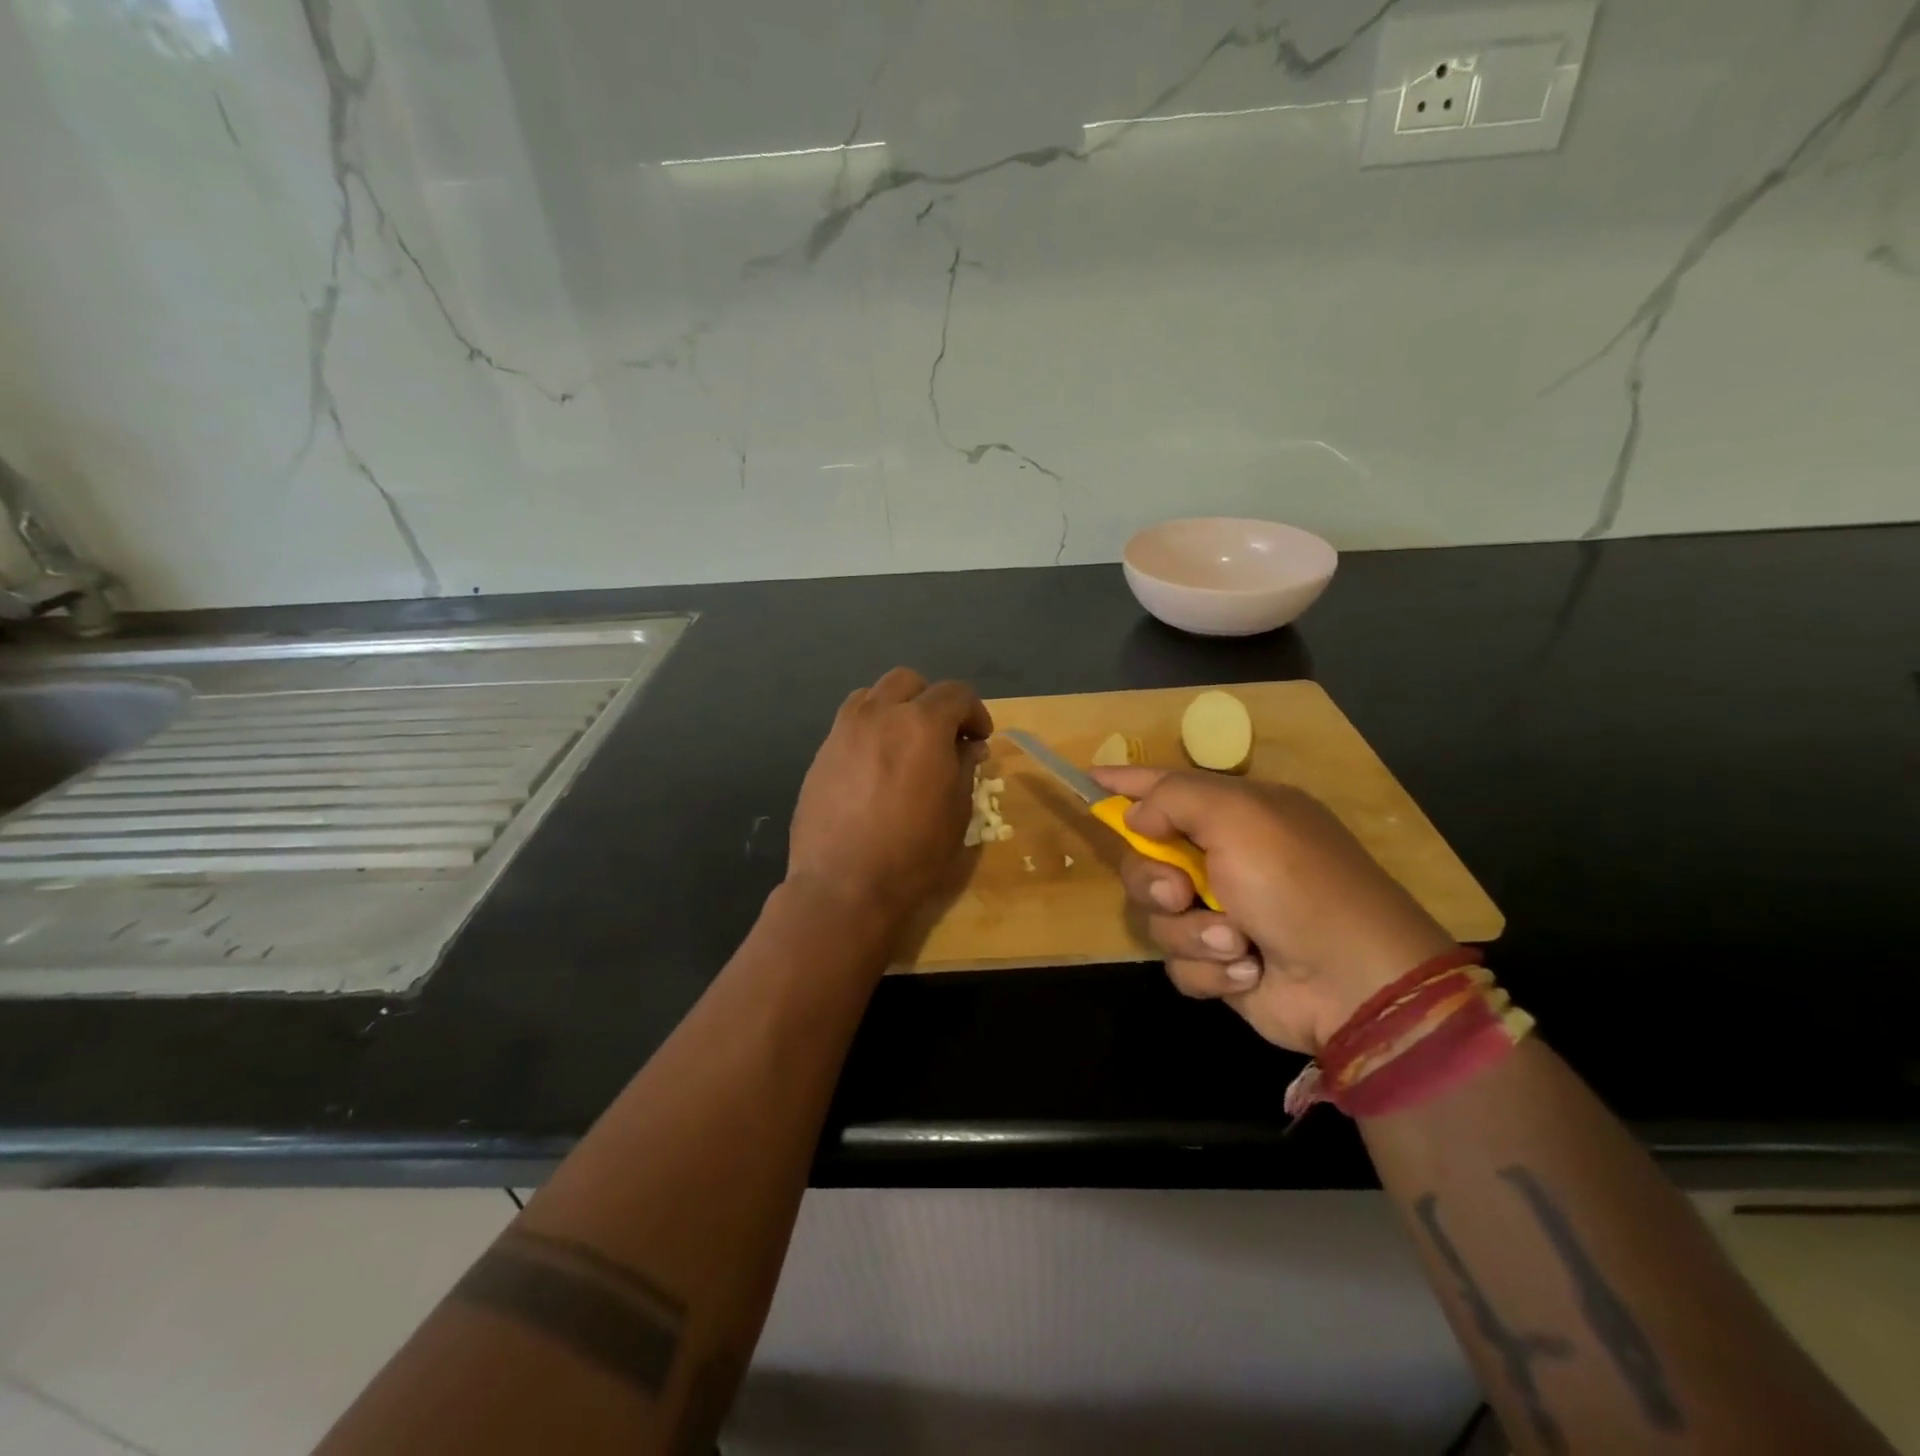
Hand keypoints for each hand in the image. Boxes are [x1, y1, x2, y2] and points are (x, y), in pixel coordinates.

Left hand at [788, 667, 992, 930]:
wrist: (843, 885)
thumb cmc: (913, 852)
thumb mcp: (957, 812)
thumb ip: (964, 767)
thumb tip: (968, 746)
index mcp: (921, 724)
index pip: (956, 693)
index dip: (974, 712)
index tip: (979, 739)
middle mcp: (880, 714)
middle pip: (908, 681)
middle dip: (931, 701)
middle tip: (942, 735)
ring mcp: (844, 731)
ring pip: (872, 695)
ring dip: (895, 708)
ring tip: (903, 743)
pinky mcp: (821, 753)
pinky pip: (849, 723)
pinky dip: (868, 730)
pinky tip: (874, 766)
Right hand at [1091, 767, 1454, 1054]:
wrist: (1356, 983)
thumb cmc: (1298, 885)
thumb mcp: (1239, 818)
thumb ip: (1174, 799)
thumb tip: (1137, 816)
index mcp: (1236, 814)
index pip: (1165, 787)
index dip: (1124, 782)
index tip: (1086, 778)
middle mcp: (1224, 858)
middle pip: (1145, 859)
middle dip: (1153, 880)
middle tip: (1179, 893)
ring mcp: (1221, 912)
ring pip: (1156, 915)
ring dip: (1191, 932)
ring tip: (1235, 943)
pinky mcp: (1220, 963)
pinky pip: (1178, 960)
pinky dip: (1208, 968)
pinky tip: (1247, 971)